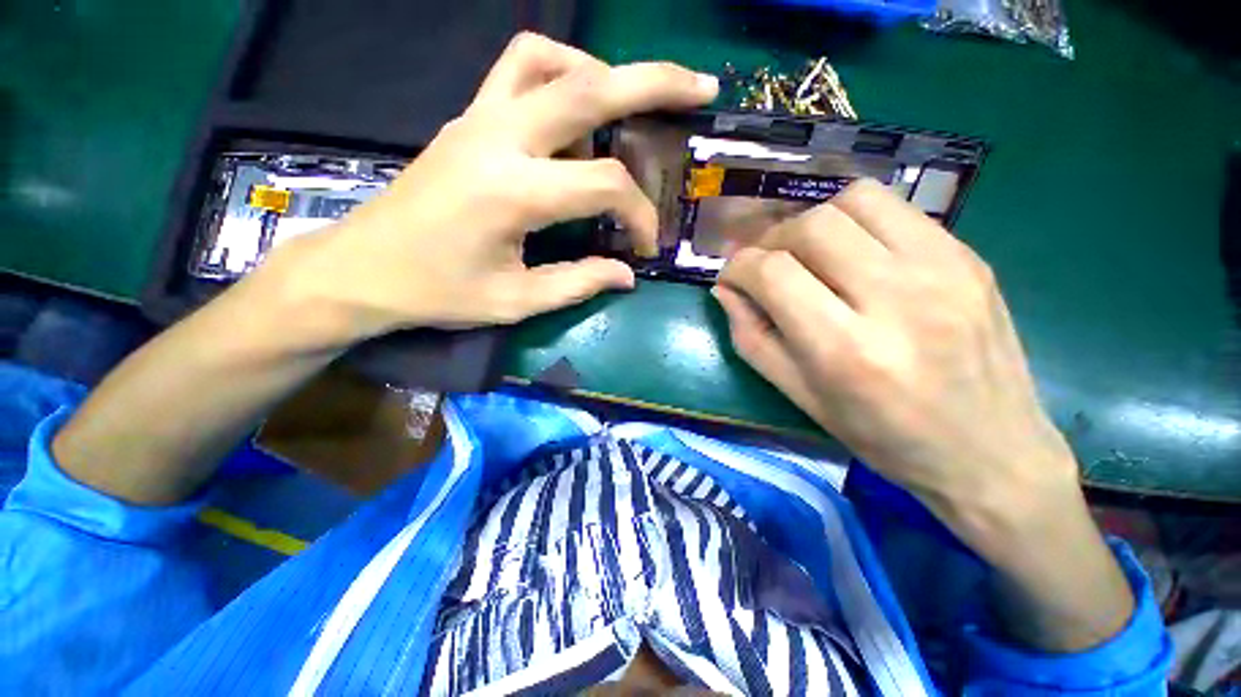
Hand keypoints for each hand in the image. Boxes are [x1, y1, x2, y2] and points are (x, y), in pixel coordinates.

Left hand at [271, 33, 717, 341]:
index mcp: (513, 192)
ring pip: (548, 58)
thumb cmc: (438, 293)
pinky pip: (518, 70)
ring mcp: (477, 119)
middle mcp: (498, 138)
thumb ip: (578, 284)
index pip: (605, 185)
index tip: (644, 247)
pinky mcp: (466, 120)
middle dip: (655, 81)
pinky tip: (573, 119)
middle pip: (589, 85)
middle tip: (700, 88)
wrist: (362, 269)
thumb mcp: (516, 302)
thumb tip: (626, 275)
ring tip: (626, 110)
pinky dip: (559, 77)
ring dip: (598, 74)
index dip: (639, 215)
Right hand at [712, 180, 1077, 541]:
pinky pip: (896, 209)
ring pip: (855, 200)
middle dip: (771, 241)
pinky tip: (853, 254)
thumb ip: (752, 338)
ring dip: (814, 222)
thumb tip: (725, 290)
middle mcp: (896, 299)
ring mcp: (943, 269)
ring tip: (808, 254)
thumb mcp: (800, 397)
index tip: (731, 278)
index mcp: (846, 351)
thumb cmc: (883, 437)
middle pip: (811, 226)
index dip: (738, 268)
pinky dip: (856, 221)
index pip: (774, 274)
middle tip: (766, 265)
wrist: (991, 451)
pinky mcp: (969, 257)